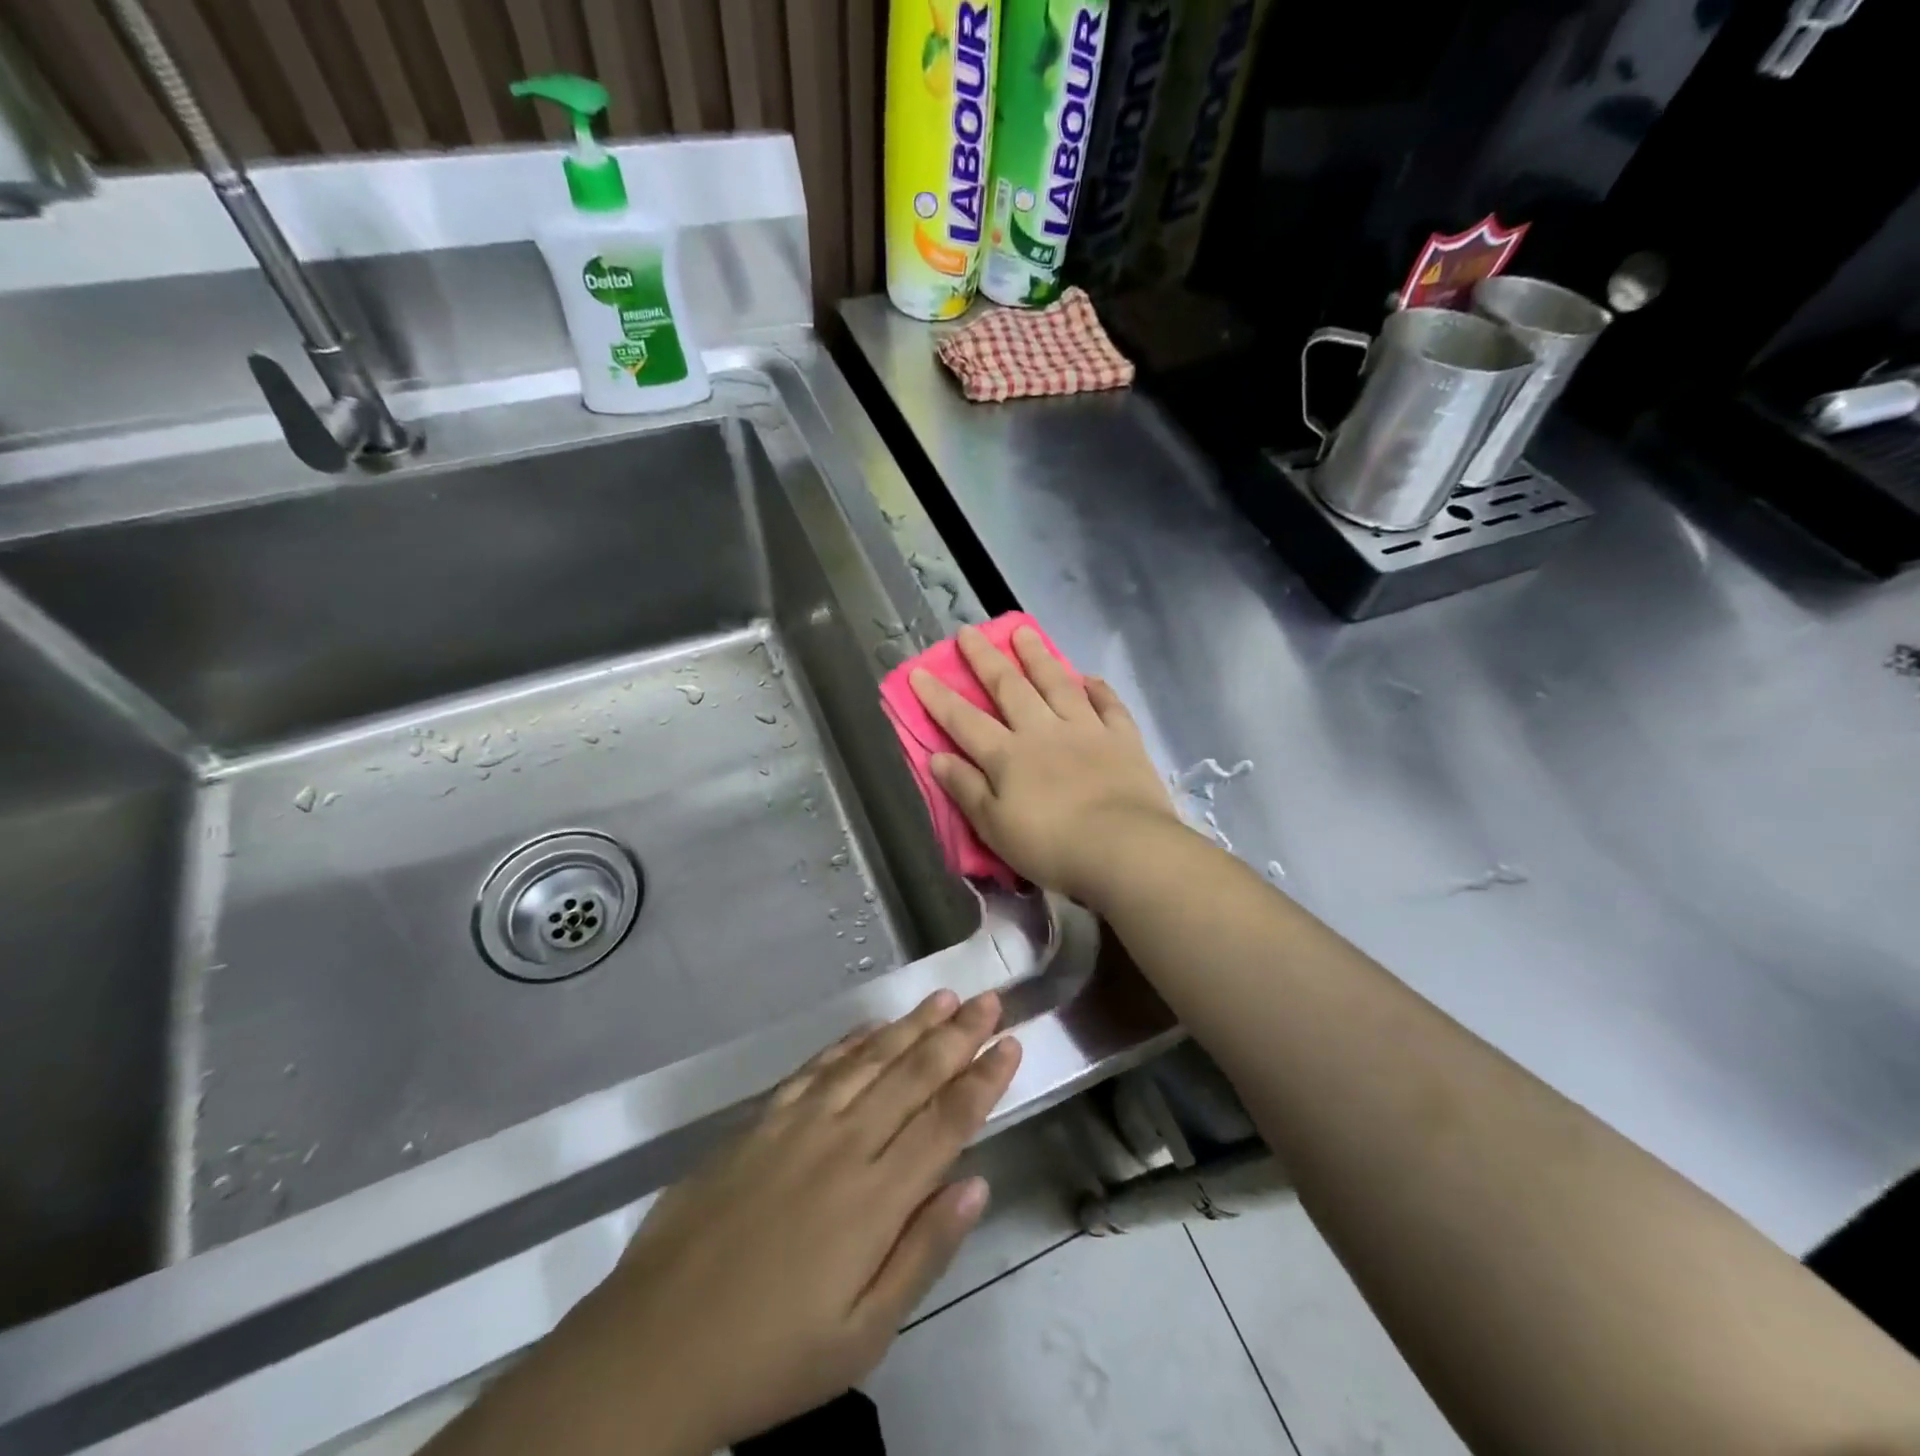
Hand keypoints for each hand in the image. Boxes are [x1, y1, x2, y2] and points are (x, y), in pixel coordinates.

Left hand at [504, 991, 1022, 1455]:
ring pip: (870, 1059)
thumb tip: (977, 1183)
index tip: (1011, 1043)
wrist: (652, 1348)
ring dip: (911, 1026)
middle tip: (990, 1001)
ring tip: (944, 999)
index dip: (983, 1080)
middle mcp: (844, 1144)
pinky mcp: (760, 1120)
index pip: (946, 1122)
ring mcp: (798, 1124)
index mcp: (876, 1198)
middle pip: (914, 1075)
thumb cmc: (769, 1357)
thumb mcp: (862, 1335)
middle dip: (958, 1036)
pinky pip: (817, 1067)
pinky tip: (871, 1028)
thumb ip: (924, 1252)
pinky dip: (851, 1042)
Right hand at [910, 625, 1183, 907]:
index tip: (920, 670)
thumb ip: (966, 789)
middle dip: (986, 659)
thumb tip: (937, 757)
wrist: (1123, 848)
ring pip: (1057, 684)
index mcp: (1008, 756)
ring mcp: (1086, 730)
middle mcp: (1043, 731)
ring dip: (1038, 657)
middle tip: (970, 632)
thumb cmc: (1051, 846)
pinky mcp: (1122, 739)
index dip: (939, 697)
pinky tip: (1089, 677)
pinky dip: (1098, 689)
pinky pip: (1109, 705)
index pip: (964, 720)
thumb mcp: (995, 827)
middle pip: (1009, 688)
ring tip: (1024, 632)